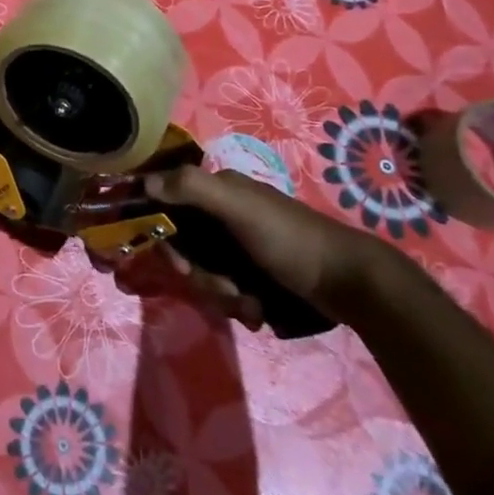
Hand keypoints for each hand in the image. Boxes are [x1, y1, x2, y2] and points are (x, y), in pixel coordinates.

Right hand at [129, 166, 402, 326]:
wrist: (349, 283)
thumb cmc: (289, 239)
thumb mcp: (239, 208)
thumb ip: (192, 188)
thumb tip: (144, 183)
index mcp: (219, 191)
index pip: (170, 205)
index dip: (165, 235)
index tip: (178, 263)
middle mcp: (225, 215)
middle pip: (186, 247)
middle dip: (201, 275)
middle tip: (224, 287)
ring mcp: (241, 246)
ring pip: (206, 273)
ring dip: (223, 295)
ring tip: (250, 304)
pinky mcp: (257, 274)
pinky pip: (229, 290)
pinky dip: (240, 304)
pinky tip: (259, 312)